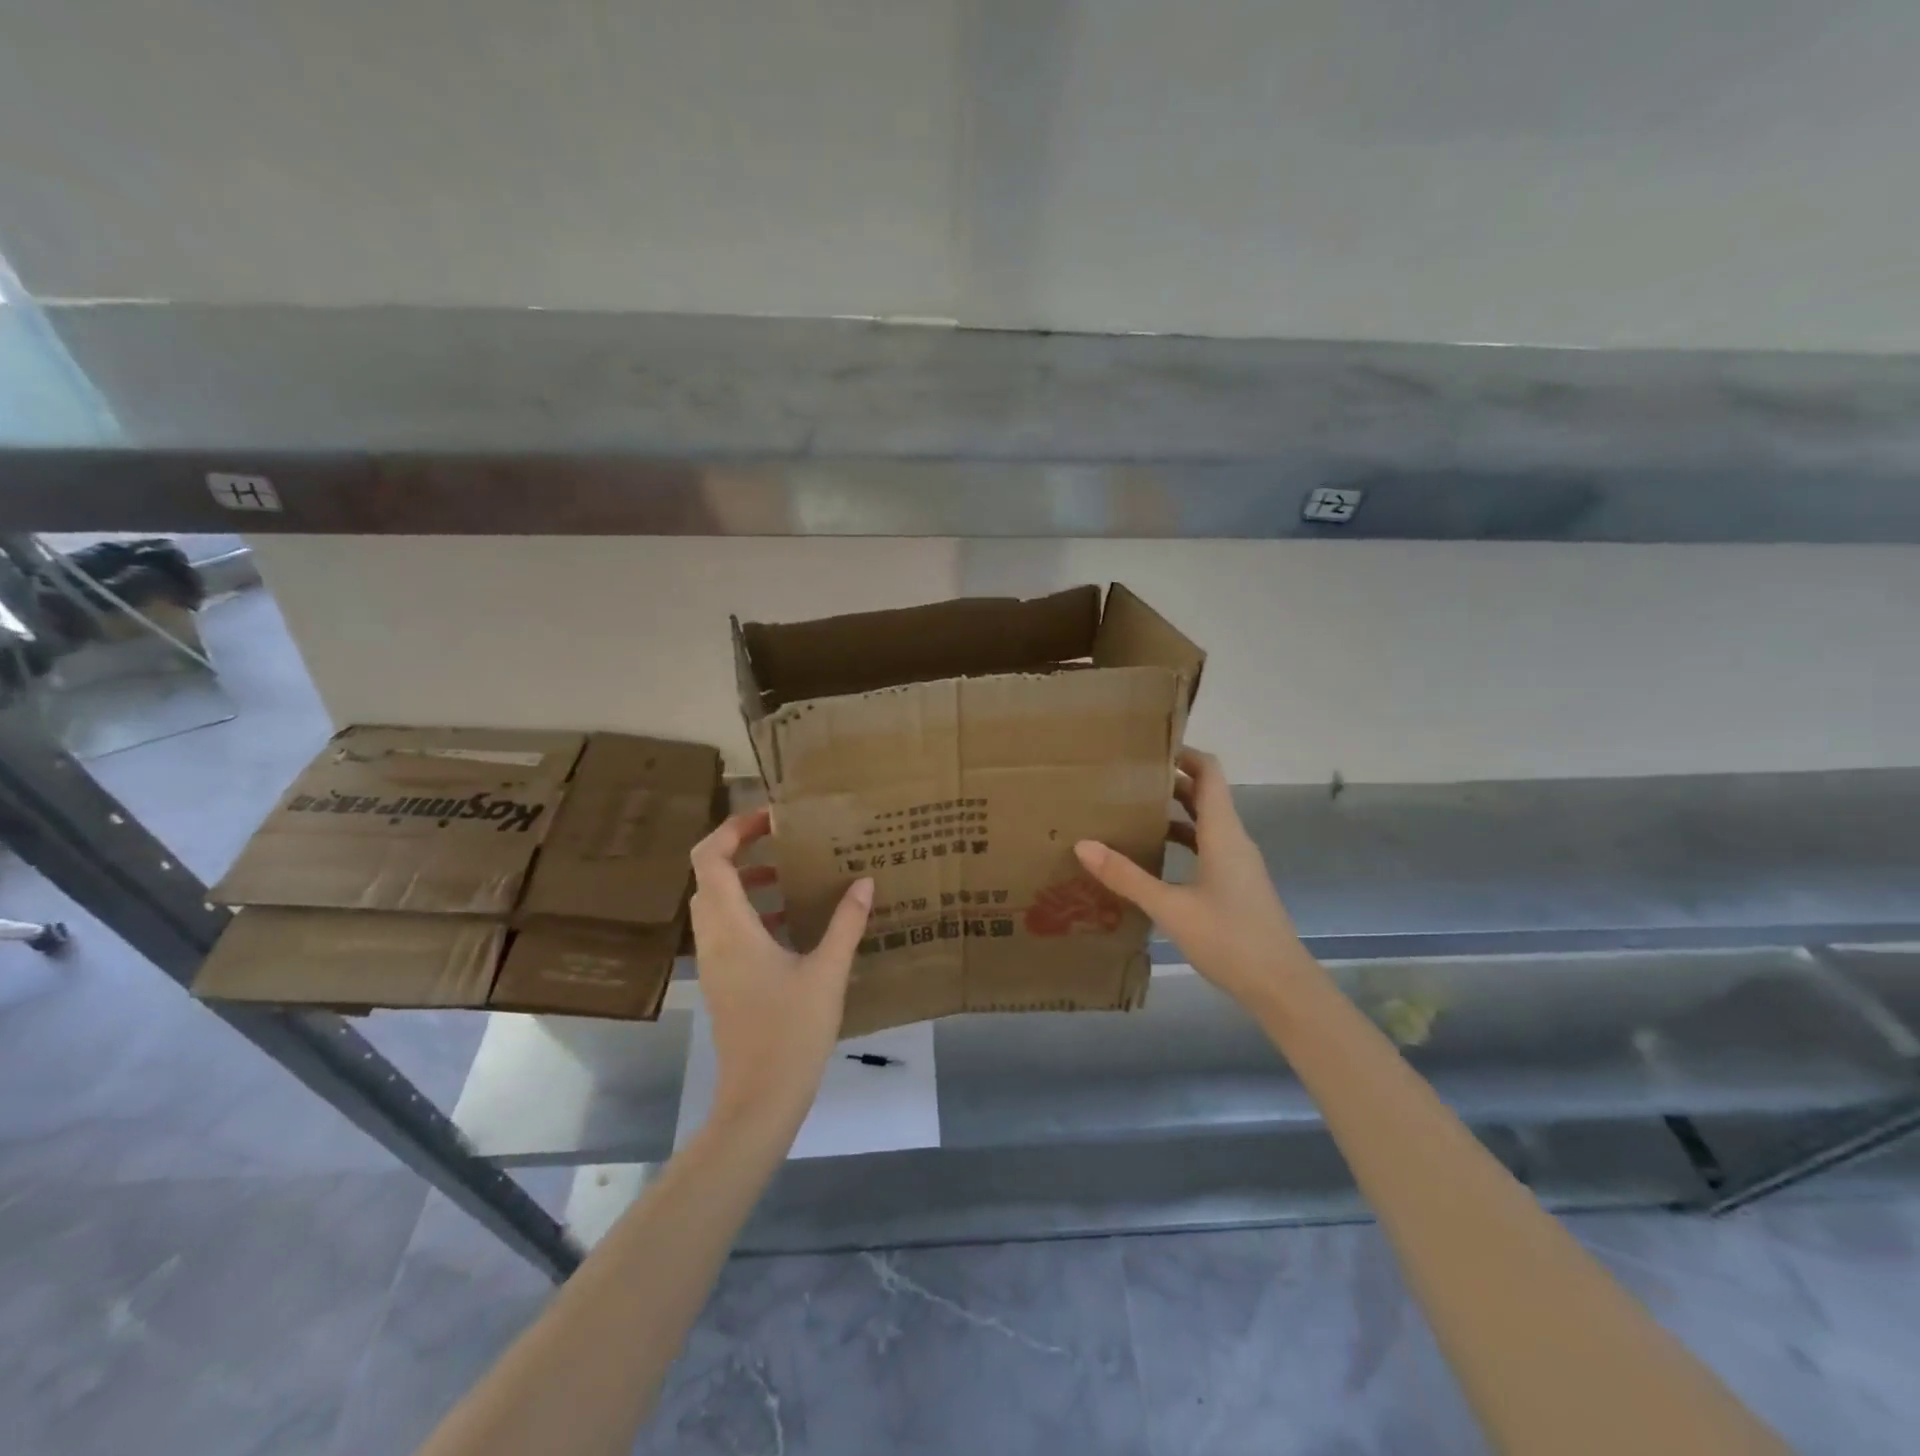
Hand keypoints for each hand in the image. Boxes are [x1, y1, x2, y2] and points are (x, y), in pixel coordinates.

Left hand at [689, 807, 873, 1129]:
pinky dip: (752, 911)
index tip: (772, 818)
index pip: (710, 859)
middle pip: (710, 876)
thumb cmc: (791, 1032)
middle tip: (786, 840)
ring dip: (748, 881)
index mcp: (732, 928)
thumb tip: (865, 881)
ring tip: (794, 874)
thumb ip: (846, 923)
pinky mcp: (724, 981)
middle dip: (743, 850)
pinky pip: (728, 929)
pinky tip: (792, 922)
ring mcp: (715, 962)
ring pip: (718, 904)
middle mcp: (713, 939)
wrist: (759, 1100)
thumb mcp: (827, 972)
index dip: (733, 828)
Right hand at [1075, 747, 1301, 1008]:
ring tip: (1132, 811)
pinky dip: (1182, 840)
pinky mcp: (1236, 884)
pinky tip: (1154, 856)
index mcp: (1224, 832)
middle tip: (1126, 778)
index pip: (1209, 772)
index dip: (1183, 753)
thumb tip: (1083, 844)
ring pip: (1205, 822)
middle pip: (1205, 794)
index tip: (1148, 747)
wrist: (1282, 987)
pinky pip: (1207, 847)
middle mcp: (1234, 839)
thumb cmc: (1230, 939)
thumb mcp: (1171, 908)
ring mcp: (1237, 863)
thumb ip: (1127, 876)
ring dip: (1174, 811)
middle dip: (1169, 781)